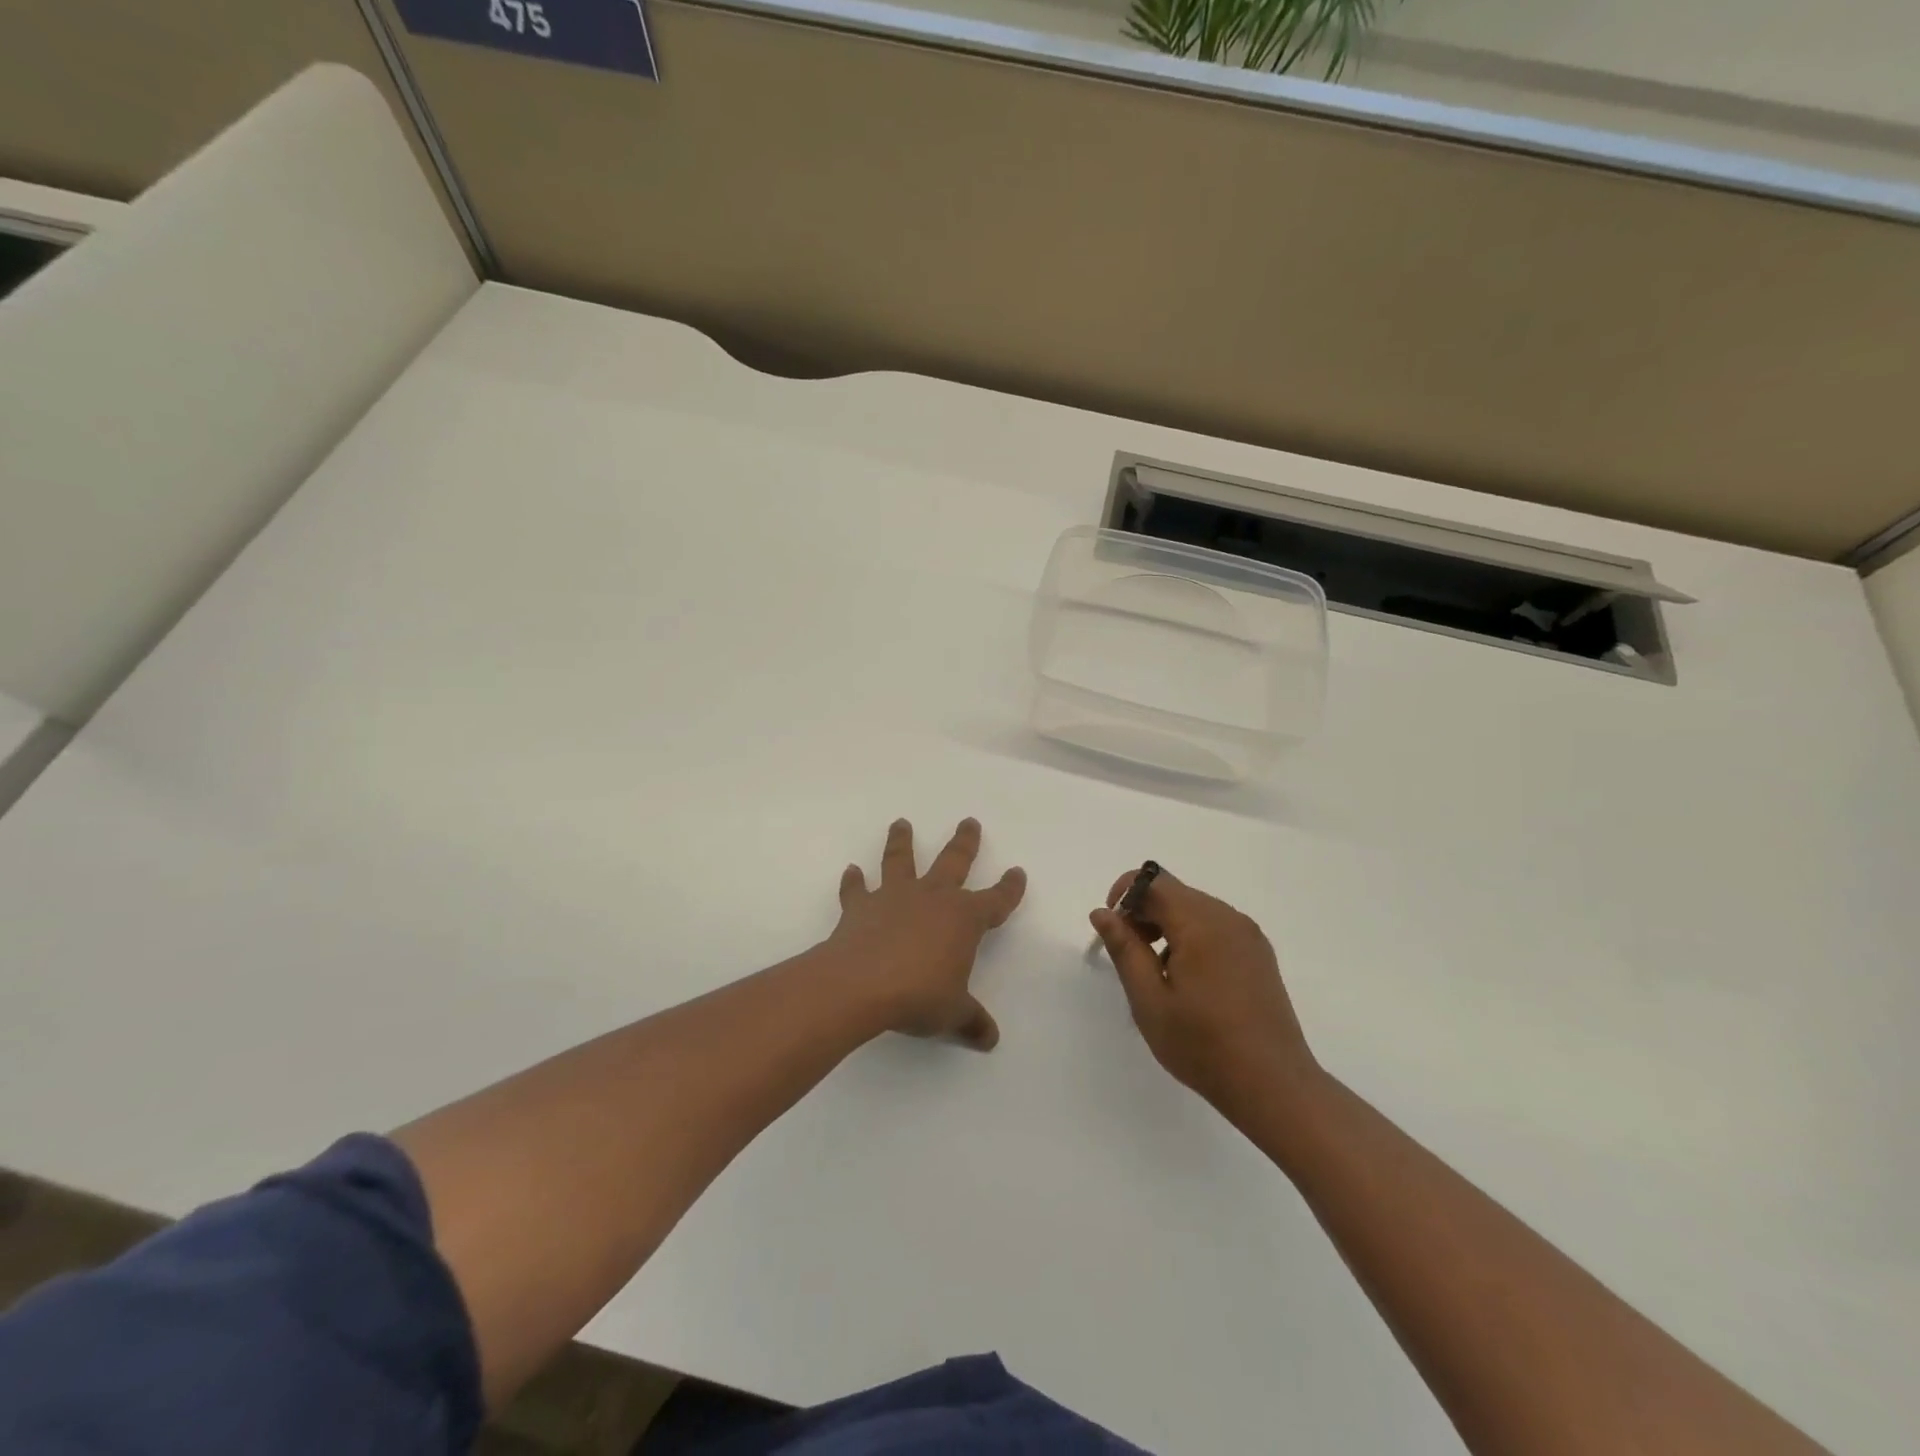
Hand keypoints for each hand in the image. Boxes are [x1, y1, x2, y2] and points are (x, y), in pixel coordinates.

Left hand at [827, 818, 1026, 1050]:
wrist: (860, 985)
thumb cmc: (918, 995)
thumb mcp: (953, 1013)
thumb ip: (972, 1022)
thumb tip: (990, 1039)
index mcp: (964, 919)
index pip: (996, 899)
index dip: (1009, 888)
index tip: (1017, 872)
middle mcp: (932, 898)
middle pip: (954, 861)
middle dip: (964, 842)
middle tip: (969, 821)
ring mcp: (894, 897)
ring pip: (901, 861)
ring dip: (902, 841)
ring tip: (901, 823)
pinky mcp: (860, 907)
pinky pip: (857, 890)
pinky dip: (853, 881)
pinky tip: (851, 872)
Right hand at [1090, 869, 1317, 1117]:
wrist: (1273, 1085)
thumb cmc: (1202, 1045)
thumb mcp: (1149, 1000)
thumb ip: (1124, 949)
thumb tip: (1102, 912)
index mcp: (1200, 923)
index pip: (1153, 881)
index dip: (1125, 894)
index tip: (1113, 930)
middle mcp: (1227, 917)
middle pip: (1174, 892)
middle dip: (1144, 912)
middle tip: (1131, 956)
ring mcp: (1248, 934)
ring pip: (1194, 908)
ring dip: (1167, 925)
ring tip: (1158, 973)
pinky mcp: (1258, 953)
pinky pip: (1215, 926)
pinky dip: (1191, 937)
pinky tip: (1189, 980)